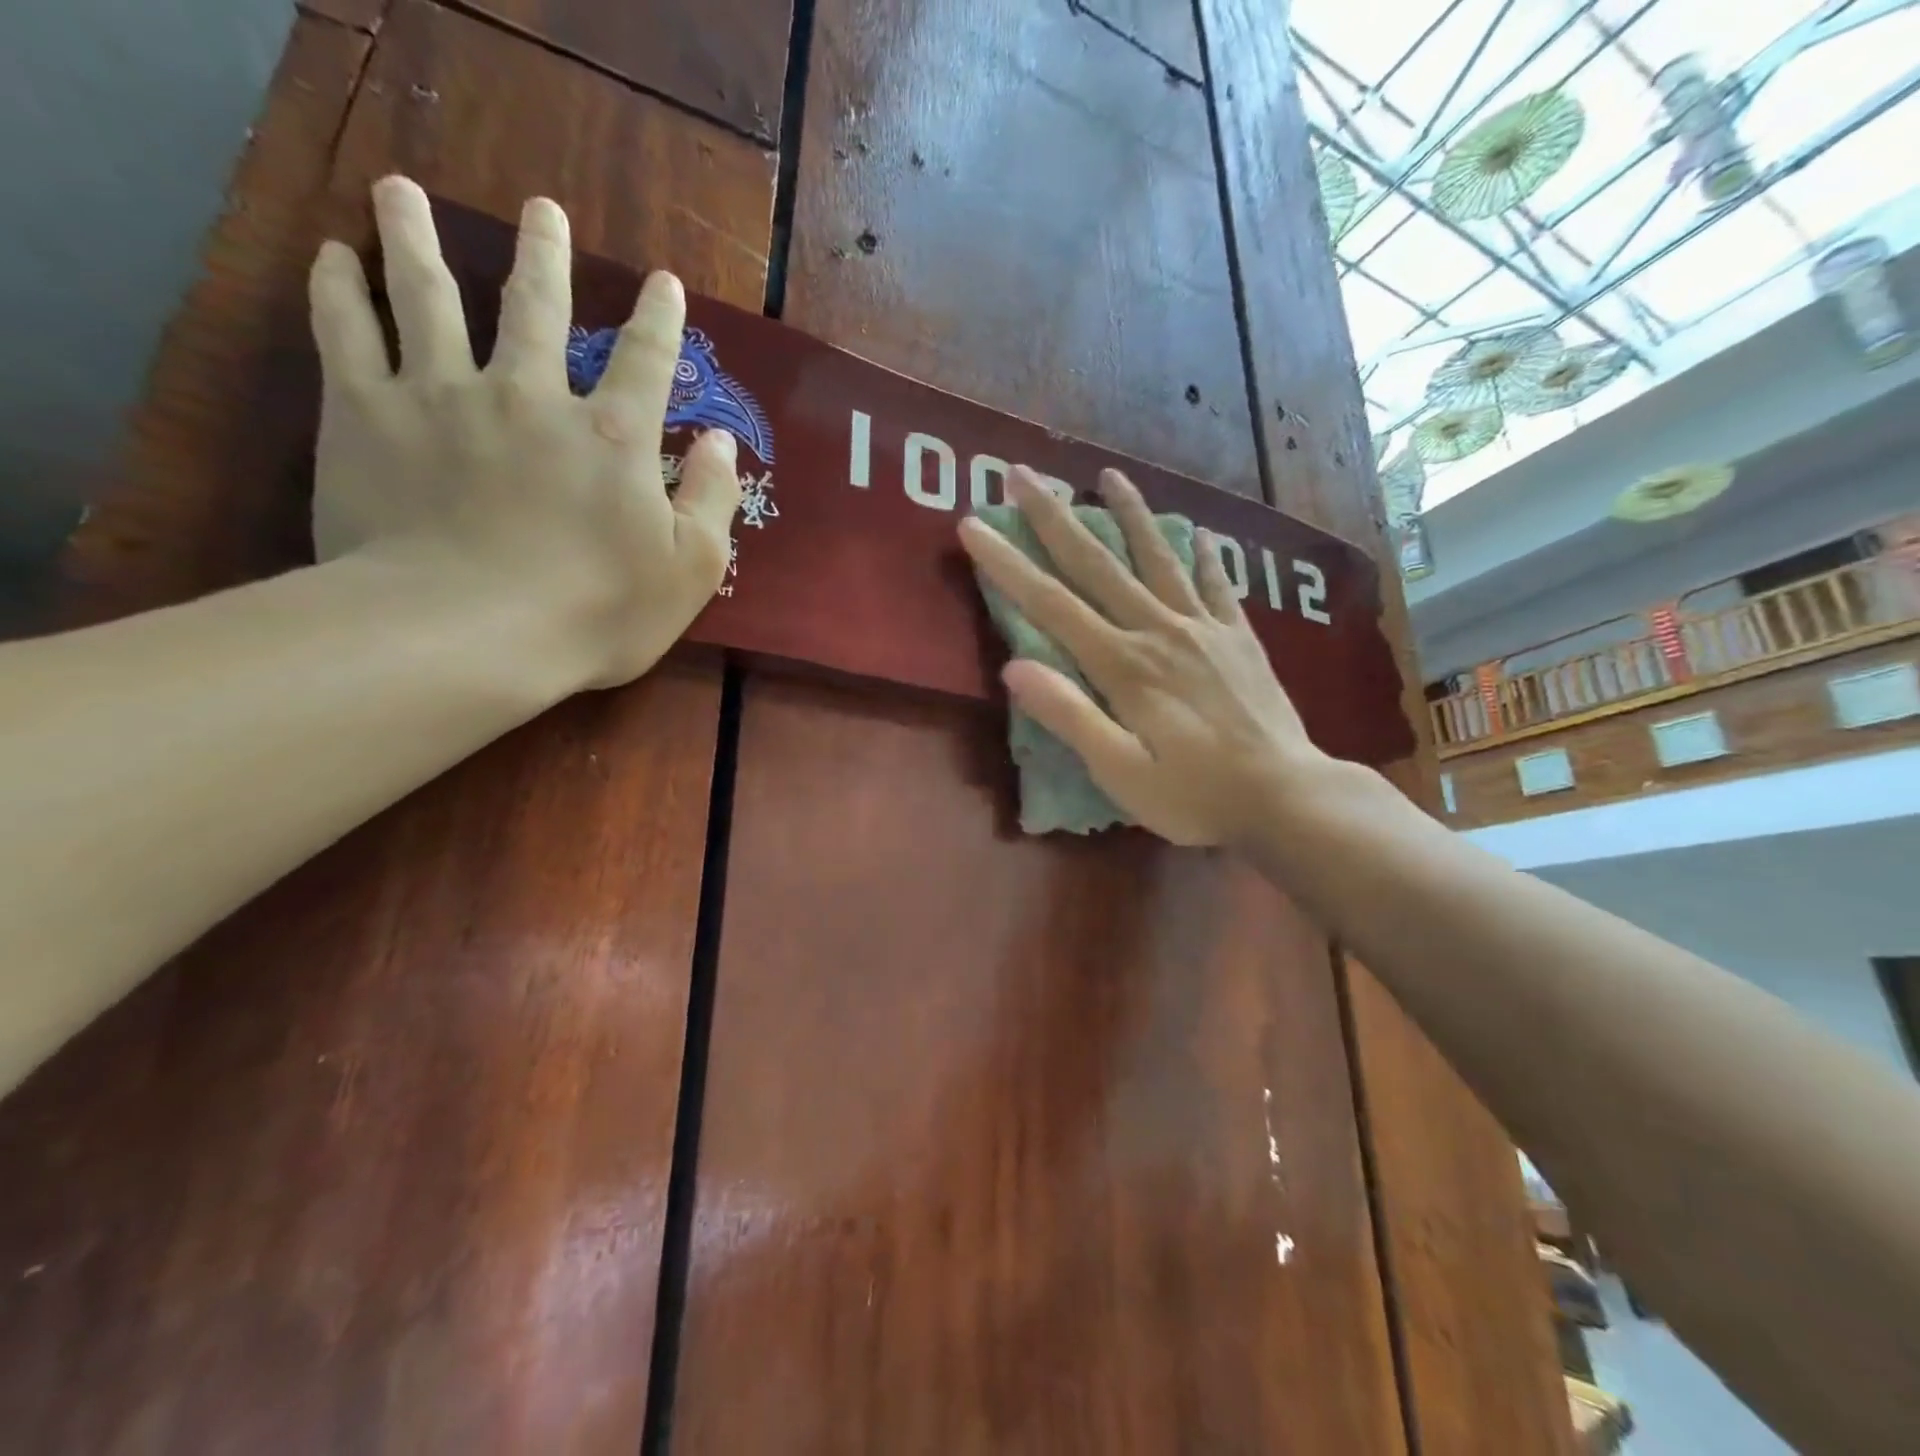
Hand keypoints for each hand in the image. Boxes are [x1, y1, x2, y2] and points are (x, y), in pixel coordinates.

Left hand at [307, 175, 740, 688]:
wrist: (466, 635)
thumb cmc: (596, 612)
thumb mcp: (691, 570)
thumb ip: (711, 501)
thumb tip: (722, 444)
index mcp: (612, 437)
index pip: (646, 361)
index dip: (659, 319)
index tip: (663, 282)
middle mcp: (530, 395)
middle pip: (536, 307)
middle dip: (545, 255)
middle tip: (542, 209)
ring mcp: (443, 397)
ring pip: (429, 297)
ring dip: (418, 239)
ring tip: (401, 191)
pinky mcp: (367, 416)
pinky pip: (348, 335)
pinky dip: (339, 290)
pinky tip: (334, 258)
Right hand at [958, 467, 1330, 846]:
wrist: (1288, 796)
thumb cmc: (1195, 795)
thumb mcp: (1121, 773)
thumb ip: (1070, 717)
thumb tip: (1014, 668)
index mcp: (1123, 665)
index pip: (1052, 605)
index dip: (1008, 564)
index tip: (974, 525)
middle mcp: (1159, 631)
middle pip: (1098, 564)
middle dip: (1054, 517)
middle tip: (1023, 473)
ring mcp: (1204, 628)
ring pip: (1159, 558)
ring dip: (1130, 514)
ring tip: (1108, 474)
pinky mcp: (1239, 638)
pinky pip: (1217, 585)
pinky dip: (1205, 556)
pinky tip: (1200, 531)